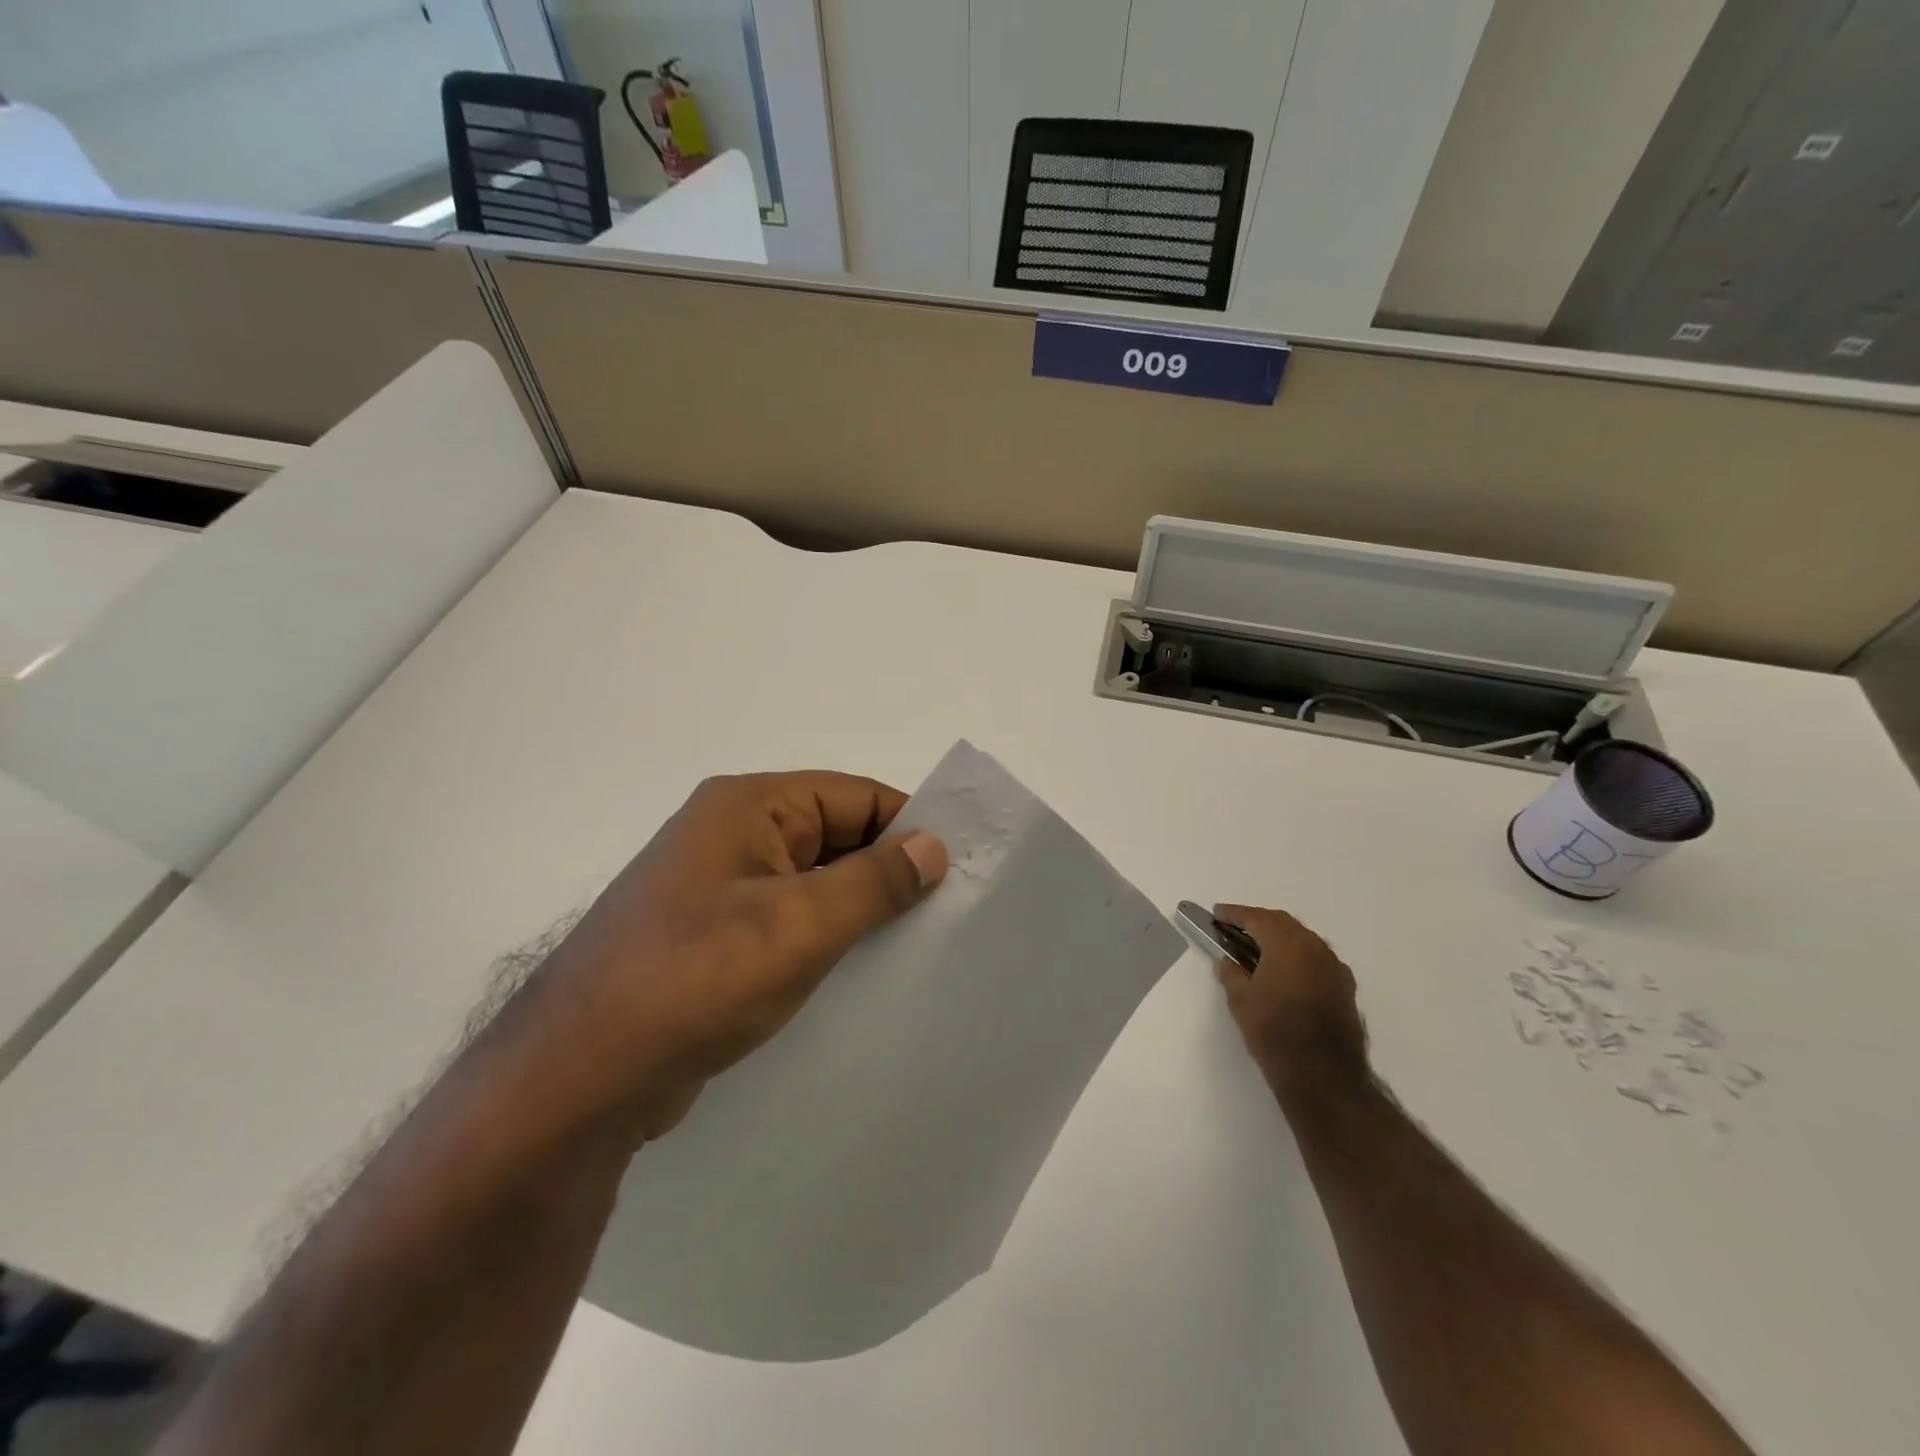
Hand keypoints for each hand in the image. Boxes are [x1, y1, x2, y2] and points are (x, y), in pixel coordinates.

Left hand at [537, 772, 946, 1139]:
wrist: (578, 1078)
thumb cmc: (696, 979)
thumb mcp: (799, 925)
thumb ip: (874, 881)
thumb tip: (933, 846)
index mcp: (748, 807)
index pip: (853, 796)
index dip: (908, 825)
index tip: (958, 867)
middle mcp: (732, 835)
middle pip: (834, 835)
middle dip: (887, 871)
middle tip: (947, 913)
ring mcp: (718, 889)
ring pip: (813, 883)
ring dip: (859, 909)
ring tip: (915, 946)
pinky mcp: (712, 938)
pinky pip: (788, 922)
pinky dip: (826, 939)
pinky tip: (861, 974)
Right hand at [1212, 905, 1368, 1096]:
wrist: (1323, 1075)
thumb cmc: (1274, 1031)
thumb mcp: (1240, 1000)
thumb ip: (1231, 973)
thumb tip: (1227, 961)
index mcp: (1287, 944)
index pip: (1257, 918)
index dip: (1234, 914)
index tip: (1217, 913)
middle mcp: (1314, 947)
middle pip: (1283, 923)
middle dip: (1258, 922)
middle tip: (1235, 928)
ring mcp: (1334, 967)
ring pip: (1303, 940)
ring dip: (1280, 939)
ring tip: (1257, 948)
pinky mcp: (1345, 987)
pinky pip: (1316, 959)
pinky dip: (1297, 957)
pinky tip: (1285, 972)